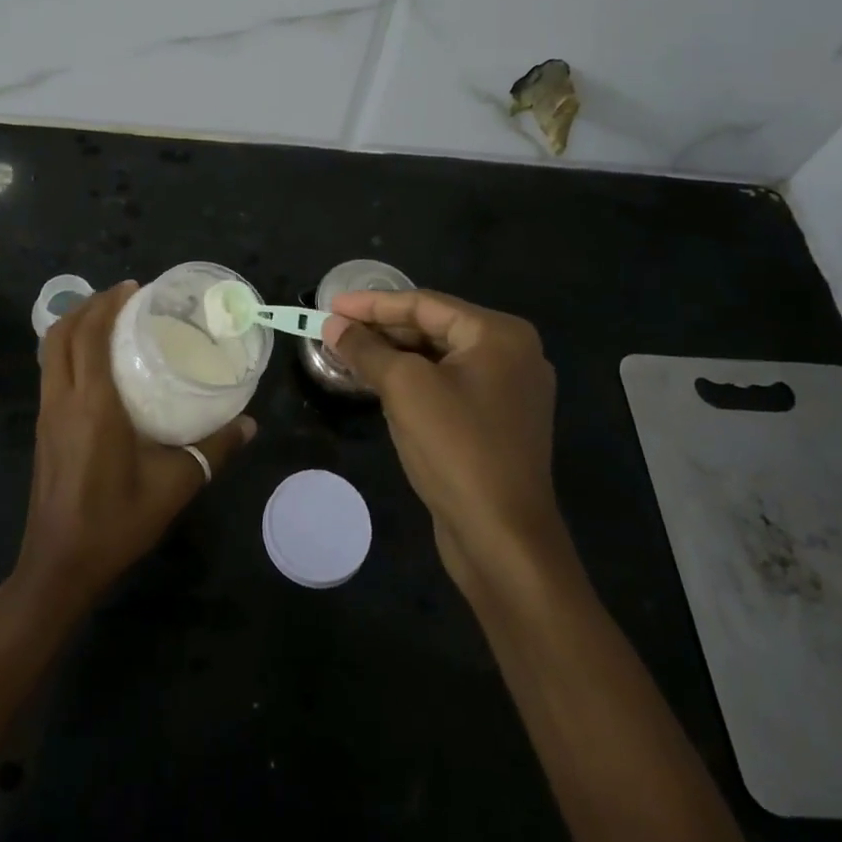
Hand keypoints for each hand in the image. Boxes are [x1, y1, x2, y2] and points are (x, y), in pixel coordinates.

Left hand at [10, 282, 255, 621]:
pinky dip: (67, 350)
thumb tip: (249, 424)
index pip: (90, 335)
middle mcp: (63, 399)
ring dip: (74, 325)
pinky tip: (95, 363)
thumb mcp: (175, 484)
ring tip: (109, 319)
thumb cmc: (116, 520)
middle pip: (62, 333)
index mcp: (92, 404)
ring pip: (50, 351)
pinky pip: (50, 371)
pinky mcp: (43, 429)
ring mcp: (46, 414)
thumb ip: (214, 449)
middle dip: (89, 306)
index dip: (108, 304)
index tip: (134, 288)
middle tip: (124, 297)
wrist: (60, 565)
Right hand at [324, 290, 563, 594]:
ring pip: (438, 358)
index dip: (372, 304)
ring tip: (348, 353)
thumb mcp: (404, 388)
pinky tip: (379, 384)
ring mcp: (508, 391)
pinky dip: (412, 380)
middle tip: (335, 329)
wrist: (502, 538)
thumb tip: (333, 325)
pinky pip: (447, 385)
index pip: (425, 304)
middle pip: (433, 328)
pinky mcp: (497, 422)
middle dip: (382, 329)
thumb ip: (366, 349)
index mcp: (499, 334)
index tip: (330, 305)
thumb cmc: (456, 448)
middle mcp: (512, 354)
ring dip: (393, 355)